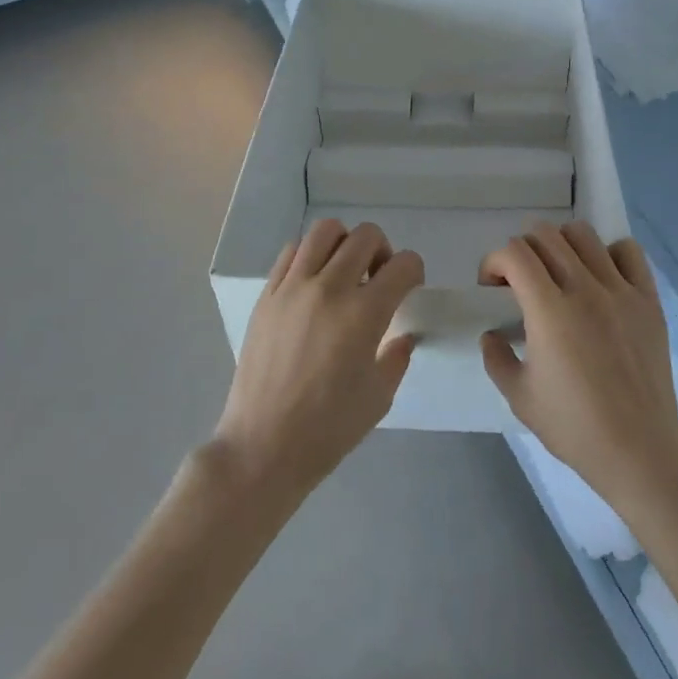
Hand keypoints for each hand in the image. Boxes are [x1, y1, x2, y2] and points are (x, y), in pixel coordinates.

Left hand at [212, 220, 423, 500]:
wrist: (262, 447)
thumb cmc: (328, 429)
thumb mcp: (379, 396)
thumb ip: (397, 356)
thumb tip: (402, 334)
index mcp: (364, 314)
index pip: (403, 264)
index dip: (415, 271)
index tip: (410, 288)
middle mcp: (329, 288)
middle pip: (365, 236)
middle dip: (383, 250)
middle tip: (379, 279)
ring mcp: (293, 287)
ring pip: (325, 231)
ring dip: (344, 244)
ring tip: (345, 272)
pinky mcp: (267, 294)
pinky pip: (292, 252)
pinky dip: (310, 256)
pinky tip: (313, 283)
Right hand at [480, 221, 677, 518]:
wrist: (640, 451)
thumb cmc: (574, 427)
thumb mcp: (519, 397)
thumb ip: (496, 358)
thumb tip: (491, 334)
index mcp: (549, 310)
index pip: (514, 253)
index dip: (494, 261)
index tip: (492, 287)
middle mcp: (585, 289)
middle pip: (546, 235)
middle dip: (522, 250)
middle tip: (520, 281)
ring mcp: (621, 291)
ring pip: (584, 235)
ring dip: (561, 245)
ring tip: (559, 274)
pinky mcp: (649, 300)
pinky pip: (628, 251)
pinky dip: (608, 254)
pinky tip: (600, 279)